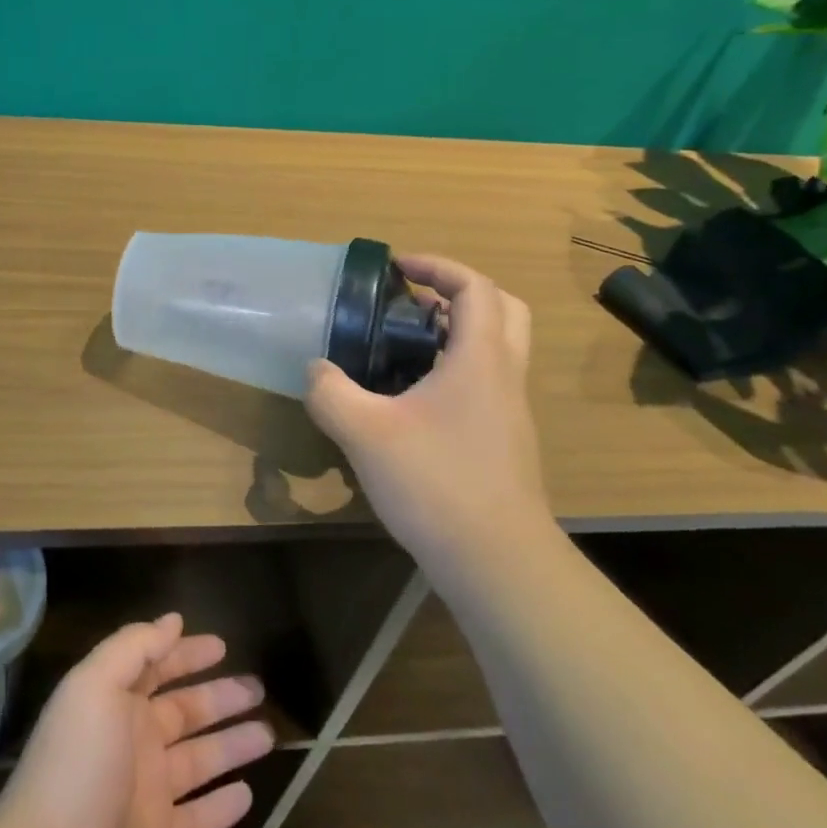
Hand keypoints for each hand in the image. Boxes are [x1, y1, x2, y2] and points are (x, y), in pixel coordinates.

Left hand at [0, 614, 273, 827]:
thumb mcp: (96, 685)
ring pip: (198, 761)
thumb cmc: (78, 764)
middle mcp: (130, 742)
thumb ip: (134, 647)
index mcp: (113, 702)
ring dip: (231, 745)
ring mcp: (144, 794)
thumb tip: (173, 620)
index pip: (155, 667)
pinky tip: (248, 793)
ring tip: (268, 733)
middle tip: (258, 687)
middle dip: (219, 697)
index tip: (222, 645)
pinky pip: (197, 819)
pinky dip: (221, 807)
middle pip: (183, 711)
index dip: (186, 654)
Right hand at [305, 254, 545, 562]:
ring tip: (404, 347)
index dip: (438, 266)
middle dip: (460, 292)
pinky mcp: (505, 441)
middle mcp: (504, 376)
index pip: (475, 287)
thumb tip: (316, 369)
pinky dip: (457, 369)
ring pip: (498, 349)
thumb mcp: (364, 432)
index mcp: (480, 359)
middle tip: (414, 301)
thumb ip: (330, 392)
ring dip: (458, 332)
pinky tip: (413, 401)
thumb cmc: (436, 482)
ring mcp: (511, 411)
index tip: (398, 268)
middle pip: (503, 309)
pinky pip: (487, 382)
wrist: (497, 561)